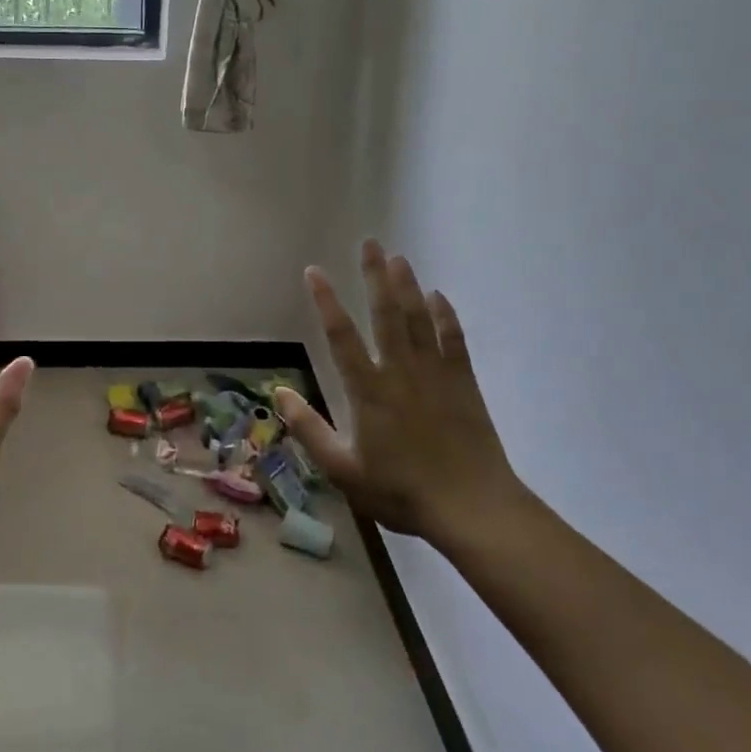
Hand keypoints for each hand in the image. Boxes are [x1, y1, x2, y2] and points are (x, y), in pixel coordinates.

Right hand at [274, 241, 523, 549]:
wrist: (472, 507)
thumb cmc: (401, 491)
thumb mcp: (343, 470)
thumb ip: (309, 429)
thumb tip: (278, 393)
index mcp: (368, 390)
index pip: (341, 335)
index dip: (326, 301)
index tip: (315, 271)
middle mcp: (400, 371)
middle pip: (386, 313)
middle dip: (375, 276)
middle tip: (370, 243)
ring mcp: (435, 374)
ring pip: (418, 319)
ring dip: (407, 286)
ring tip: (398, 257)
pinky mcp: (463, 383)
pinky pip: (453, 339)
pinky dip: (445, 316)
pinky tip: (438, 297)